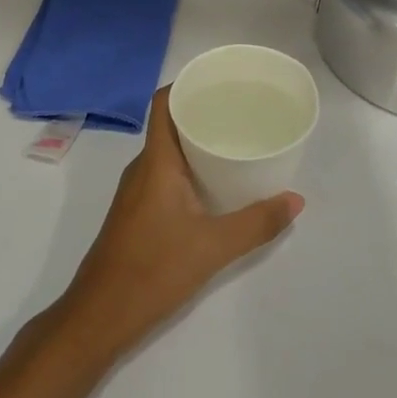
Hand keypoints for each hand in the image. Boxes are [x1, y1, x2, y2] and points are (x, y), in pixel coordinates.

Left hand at [56, 87, 301, 363]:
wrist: (99, 316)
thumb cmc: (153, 269)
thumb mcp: (213, 247)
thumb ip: (257, 223)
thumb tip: (296, 200)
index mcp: (156, 162)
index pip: (163, 103)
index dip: (187, 84)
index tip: (220, 81)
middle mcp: (142, 168)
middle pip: (170, 125)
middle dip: (203, 114)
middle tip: (242, 112)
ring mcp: (136, 192)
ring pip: (168, 152)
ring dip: (197, 144)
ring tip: (235, 143)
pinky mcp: (137, 213)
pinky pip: (164, 175)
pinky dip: (189, 169)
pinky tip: (214, 186)